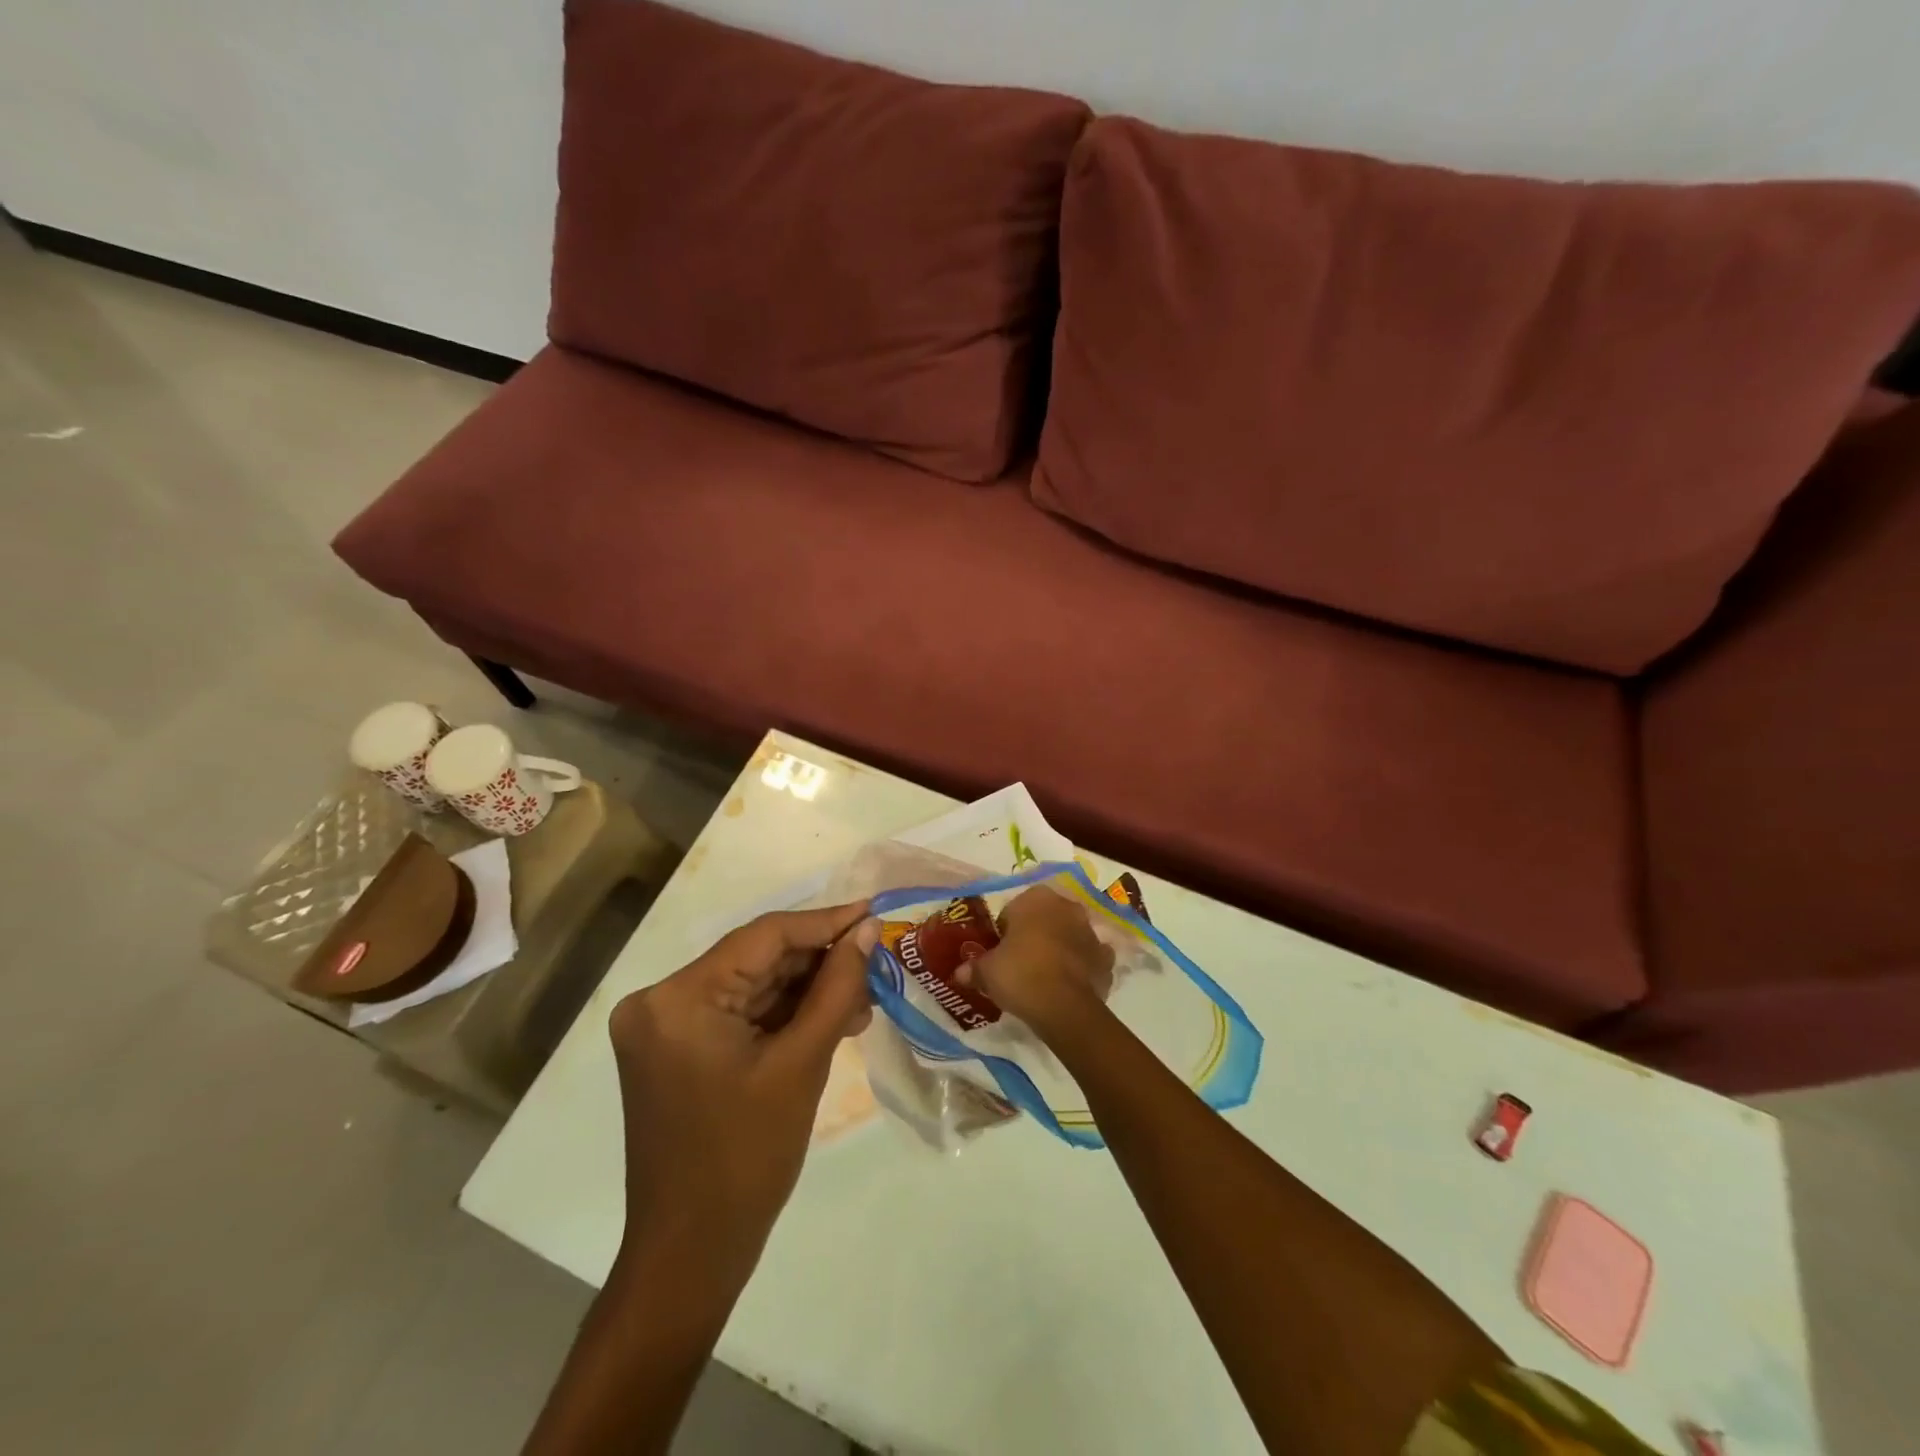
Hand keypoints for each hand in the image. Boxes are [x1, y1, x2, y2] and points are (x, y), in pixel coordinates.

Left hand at [608, 901, 877, 1288]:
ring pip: (752, 985)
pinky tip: (828, 1021)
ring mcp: (664, 1026)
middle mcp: (660, 1000)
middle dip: (819, 963)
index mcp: (678, 998)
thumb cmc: (747, 1160)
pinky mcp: (675, 1048)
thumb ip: (837, 987)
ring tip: (861, 1002)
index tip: (873, 912)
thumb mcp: (802, 1063)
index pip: (764, 936)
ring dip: (806, 991)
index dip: (825, 922)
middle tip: (875, 965)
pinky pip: (739, 1012)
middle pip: (757, 959)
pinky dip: (783, 1015)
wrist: (691, 1254)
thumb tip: (867, 930)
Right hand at [960, 885, 1114, 1037]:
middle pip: (1044, 919)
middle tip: (1019, 964)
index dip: (1003, 933)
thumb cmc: (1020, 974)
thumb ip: (973, 968)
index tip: (998, 954)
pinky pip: (1088, 959)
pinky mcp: (1106, 959)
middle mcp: (1067, 906)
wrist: (1064, 1007)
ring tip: (1043, 977)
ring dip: (1059, 949)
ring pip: (1068, 936)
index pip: (1012, 911)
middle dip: (1034, 936)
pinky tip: (1067, 985)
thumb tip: (960, 973)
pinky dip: (1080, 968)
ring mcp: (1091, 932)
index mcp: (1036, 898)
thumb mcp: (987, 972)